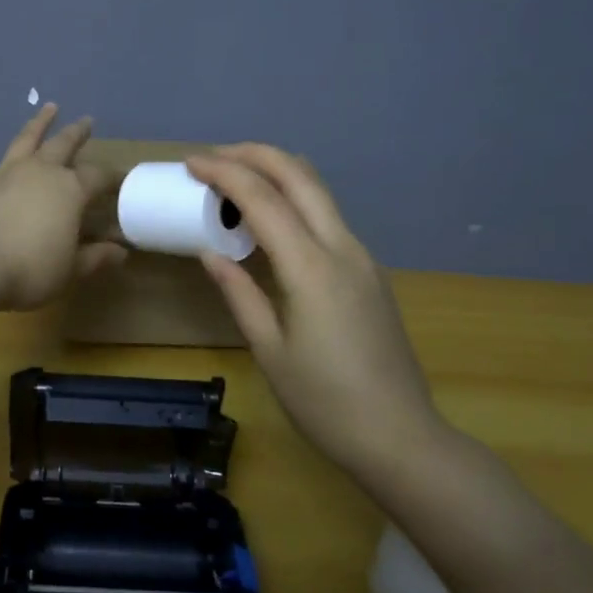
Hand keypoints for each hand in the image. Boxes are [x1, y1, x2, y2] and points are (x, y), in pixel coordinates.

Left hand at [0, 104, 127, 311]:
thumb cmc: (31, 270)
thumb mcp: (71, 270)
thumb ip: (96, 257)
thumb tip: (120, 252)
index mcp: (70, 190)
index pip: (98, 177)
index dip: (112, 177)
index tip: (122, 178)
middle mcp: (40, 172)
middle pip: (63, 145)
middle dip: (77, 133)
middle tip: (87, 121)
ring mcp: (5, 174)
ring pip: (25, 140)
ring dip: (38, 123)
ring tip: (49, 107)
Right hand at [185, 144, 448, 482]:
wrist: (401, 438)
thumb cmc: (324, 402)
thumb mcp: (269, 350)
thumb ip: (240, 293)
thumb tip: (210, 253)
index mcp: (311, 268)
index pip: (262, 198)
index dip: (224, 173)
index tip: (191, 163)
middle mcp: (342, 248)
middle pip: (299, 175)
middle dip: (255, 154)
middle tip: (214, 157)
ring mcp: (362, 258)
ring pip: (319, 192)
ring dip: (277, 173)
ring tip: (236, 180)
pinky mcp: (369, 273)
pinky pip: (328, 218)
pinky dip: (294, 201)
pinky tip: (270, 222)